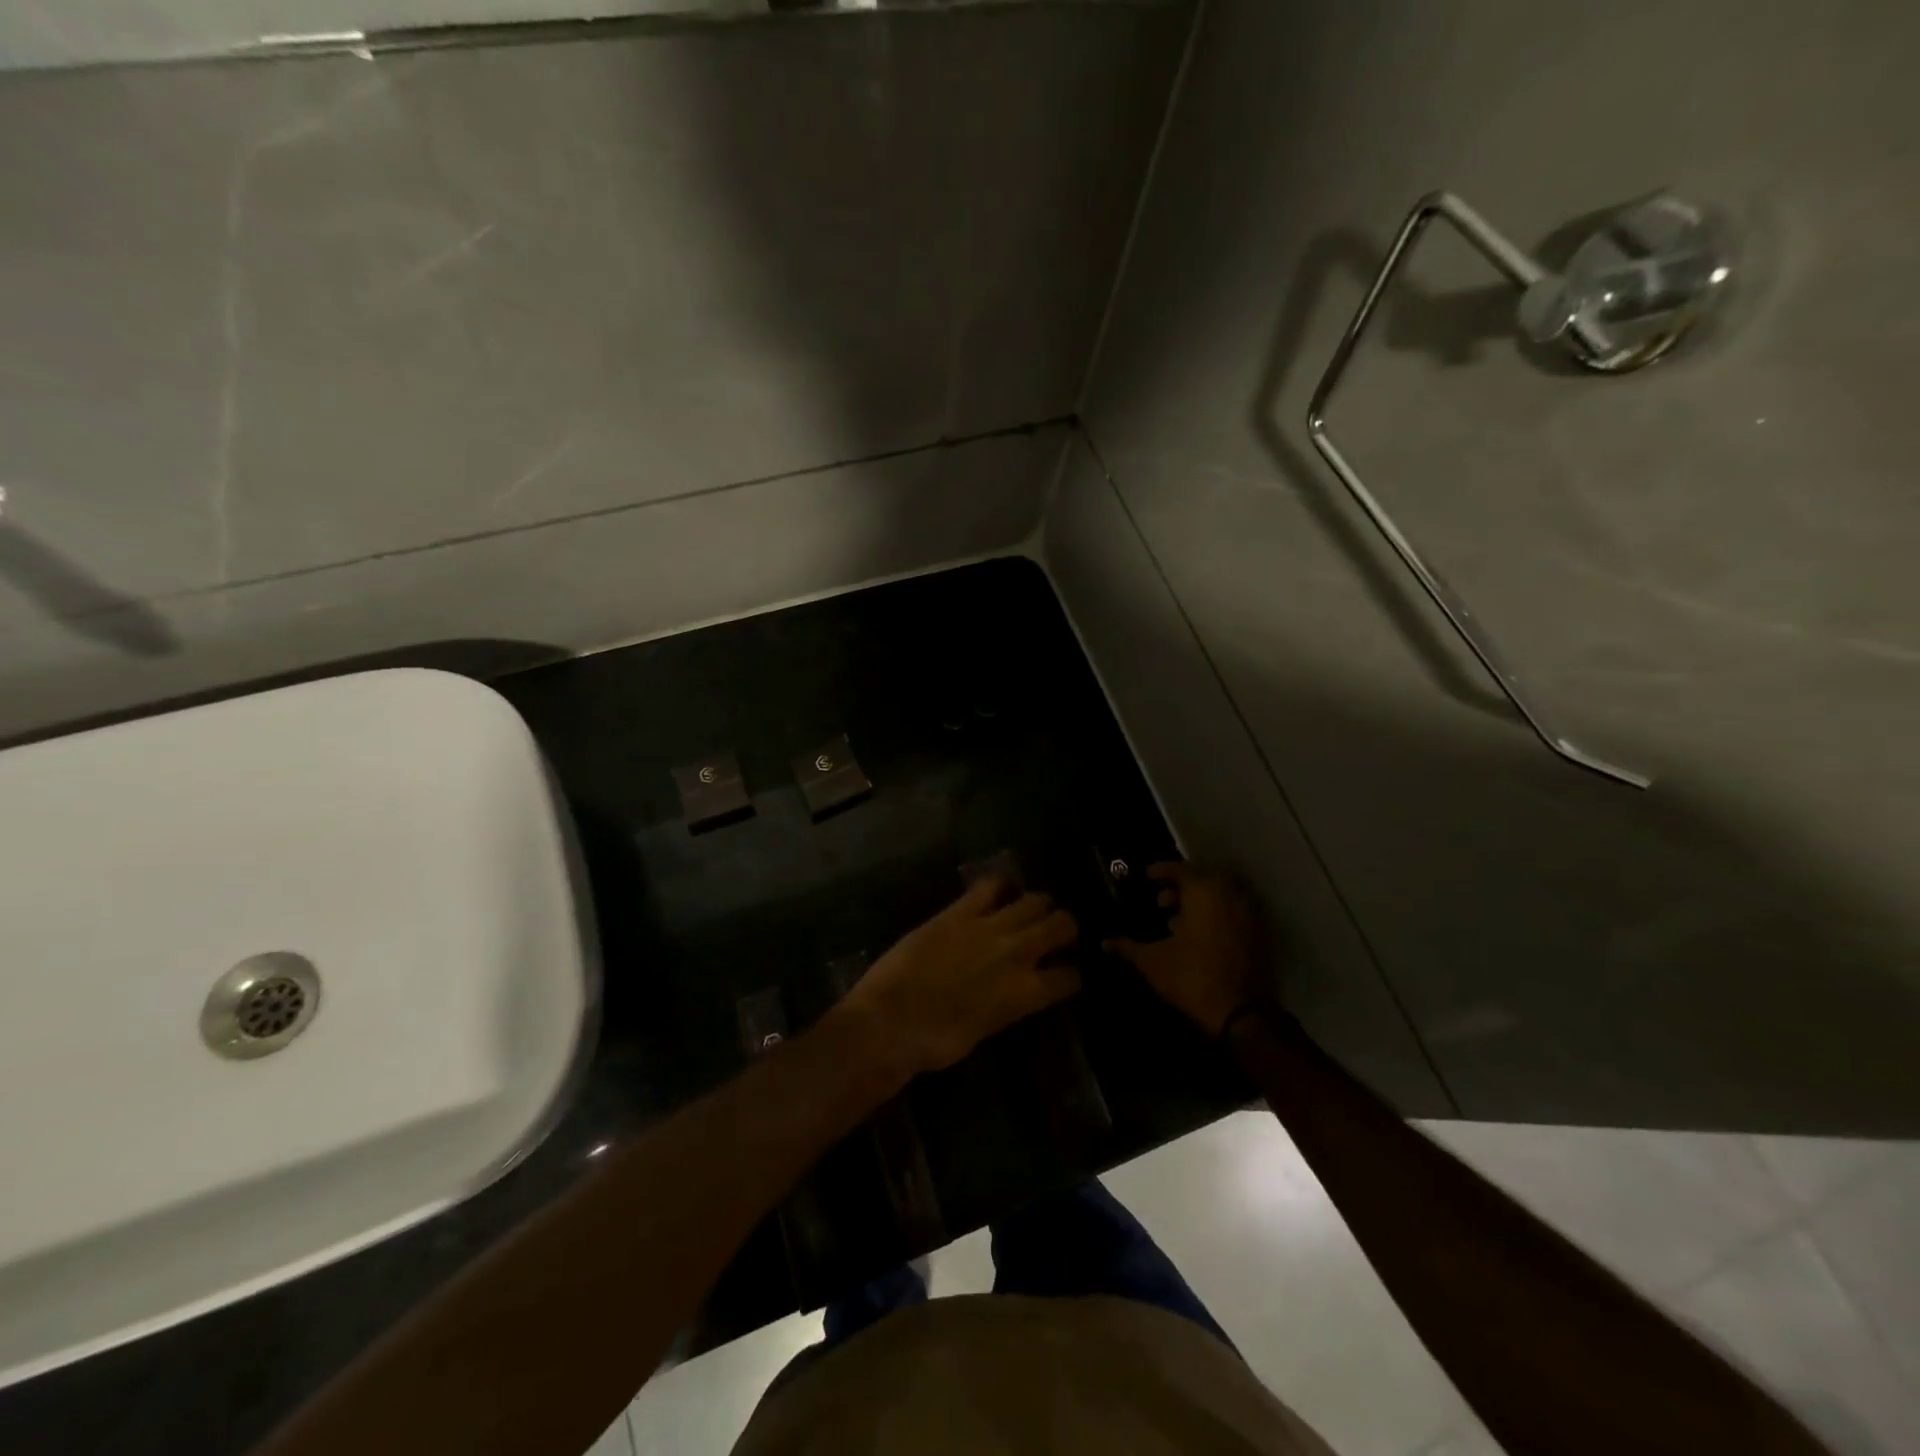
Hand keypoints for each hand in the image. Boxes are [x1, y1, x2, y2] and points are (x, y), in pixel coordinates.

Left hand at [845, 876, 1080, 1080]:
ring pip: (1033, 900)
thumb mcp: (985, 1030)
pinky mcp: (958, 912)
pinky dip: (999, 886)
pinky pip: (989, 886)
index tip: (1068, 972)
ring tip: (1032, 909)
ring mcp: (989, 927)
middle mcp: (1018, 954)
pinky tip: (998, 891)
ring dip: (1039, 904)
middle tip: (1056, 932)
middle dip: (1065, 927)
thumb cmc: (936, 1043)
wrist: (891, 1022)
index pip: (1069, 977)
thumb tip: (1013, 994)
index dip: (1073, 974)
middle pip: (1061, 925)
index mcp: (1026, 994)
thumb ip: (1008, 1005)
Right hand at [1104, 863, 1267, 1036]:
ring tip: (1178, 921)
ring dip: (1201, 901)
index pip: (1181, 869)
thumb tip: (1104, 942)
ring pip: (1223, 895)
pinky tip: (1200, 937)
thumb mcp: (1152, 962)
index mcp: (1204, 891)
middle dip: (1182, 885)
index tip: (1146, 877)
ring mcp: (1251, 914)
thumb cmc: (1192, 978)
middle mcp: (1231, 895)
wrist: (1243, 1016)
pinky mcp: (1262, 935)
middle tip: (1162, 901)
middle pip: (1205, 878)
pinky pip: (1236, 912)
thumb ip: (1128, 947)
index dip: (1161, 871)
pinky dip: (1219, 915)